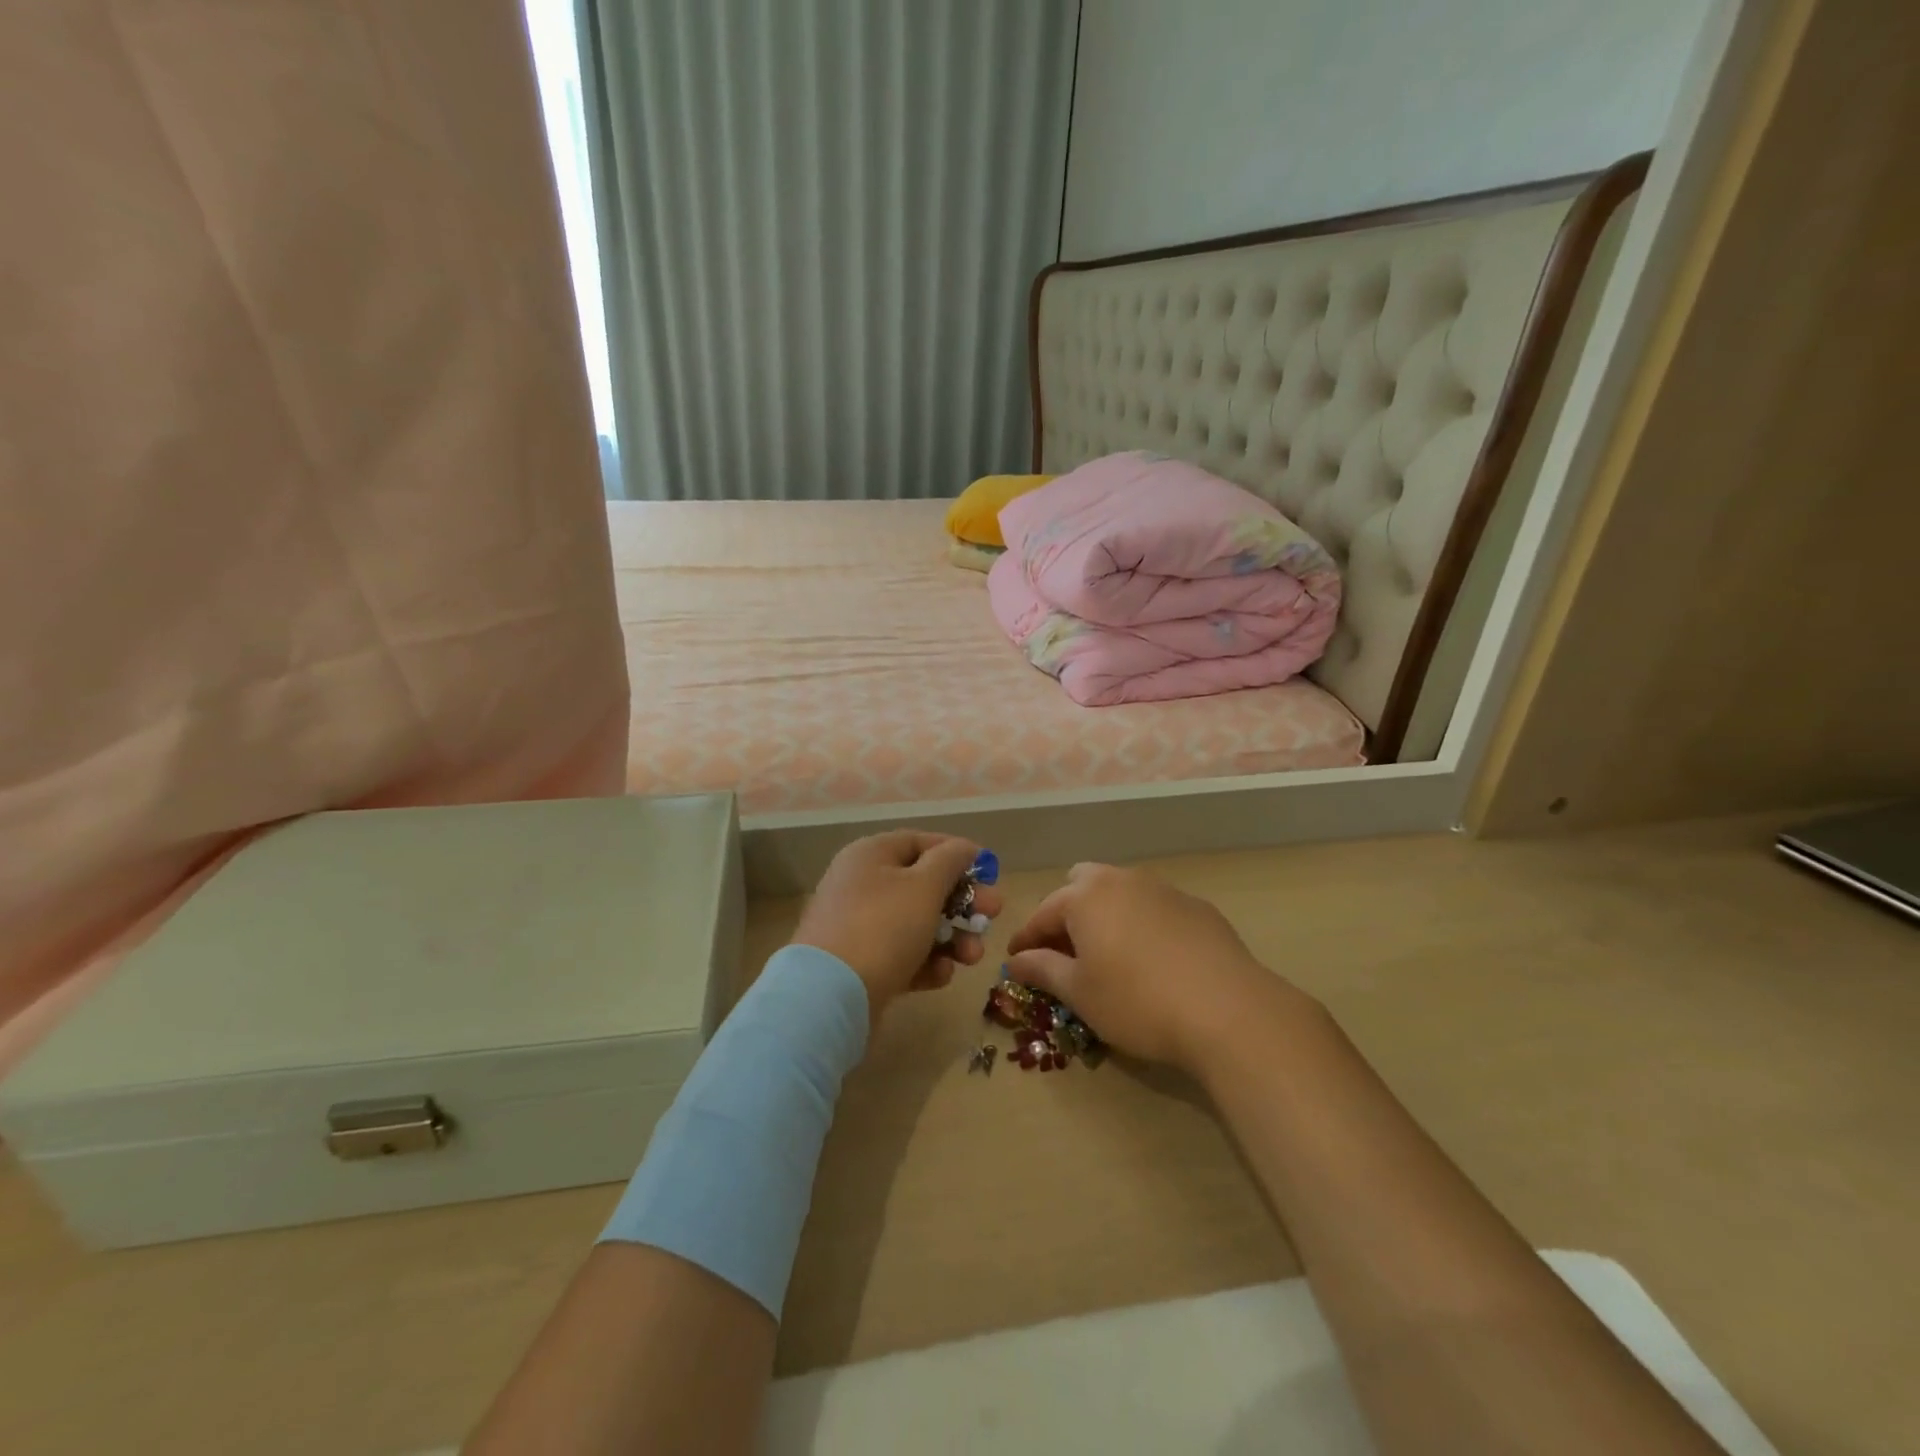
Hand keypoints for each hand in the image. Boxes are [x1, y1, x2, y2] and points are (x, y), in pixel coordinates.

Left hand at [791, 831, 1002, 1027]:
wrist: (830, 996)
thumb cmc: (883, 927)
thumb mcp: (924, 886)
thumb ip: (950, 861)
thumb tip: (965, 847)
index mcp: (871, 855)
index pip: (921, 842)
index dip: (958, 854)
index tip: (990, 872)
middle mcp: (863, 884)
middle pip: (924, 885)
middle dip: (963, 902)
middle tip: (994, 915)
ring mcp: (860, 926)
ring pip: (918, 924)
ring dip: (952, 937)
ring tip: (972, 956)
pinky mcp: (862, 964)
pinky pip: (903, 955)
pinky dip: (926, 963)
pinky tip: (942, 975)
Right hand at [1006, 863, 1308, 1074]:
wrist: (1228, 1010)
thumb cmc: (1138, 1002)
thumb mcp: (1080, 993)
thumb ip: (1043, 970)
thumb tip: (1016, 960)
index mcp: (1085, 897)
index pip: (1042, 914)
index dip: (1026, 940)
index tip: (1017, 962)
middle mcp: (1121, 880)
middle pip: (1081, 886)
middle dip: (1067, 914)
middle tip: (1067, 952)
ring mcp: (1163, 889)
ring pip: (1121, 891)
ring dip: (1106, 915)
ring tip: (1109, 953)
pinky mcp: (1197, 906)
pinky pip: (1154, 906)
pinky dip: (1142, 924)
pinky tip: (1154, 958)